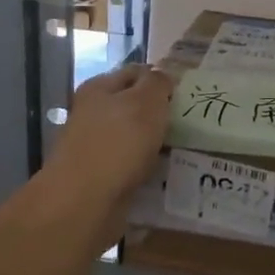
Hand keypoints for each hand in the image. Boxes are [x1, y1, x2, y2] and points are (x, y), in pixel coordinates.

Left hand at [46, 64, 173, 217]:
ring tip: (184, 148)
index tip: (187, 93)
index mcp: (99, 88)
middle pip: (133, 105)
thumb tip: (162, 77)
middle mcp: (93, 113)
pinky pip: (131, 164)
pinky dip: (147, 167)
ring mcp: (95, 146)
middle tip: (190, 122)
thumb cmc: (118, 142)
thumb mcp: (146, 101)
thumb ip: (157, 83)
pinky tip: (165, 172)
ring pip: (134, 137)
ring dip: (155, 142)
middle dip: (160, 113)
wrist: (84, 202)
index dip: (160, 79)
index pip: (135, 72)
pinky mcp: (100, 175)